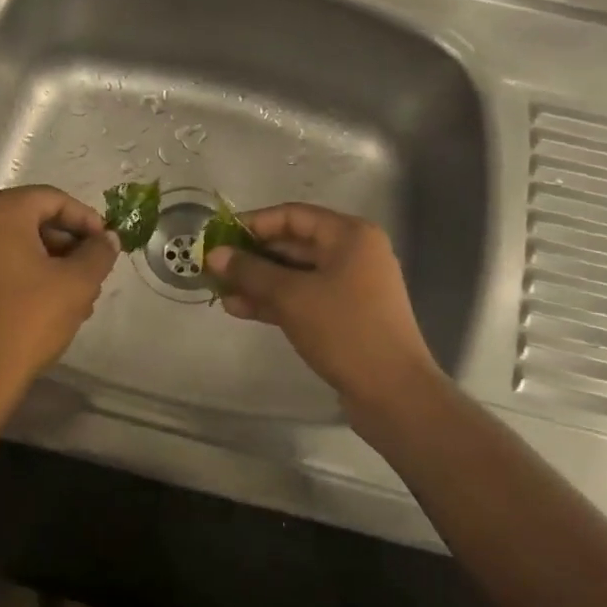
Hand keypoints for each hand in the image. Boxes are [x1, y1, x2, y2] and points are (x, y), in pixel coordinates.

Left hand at [0, 186, 118, 401]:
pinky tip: (50, 301)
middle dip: (68, 243)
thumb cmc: (28, 320)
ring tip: (78, 294)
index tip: (106, 243)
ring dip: (51, 260)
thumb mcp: (76, 284)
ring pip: (16, 242)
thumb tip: (108, 239)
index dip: (85, 218)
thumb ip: (98, 253)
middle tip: (94, 269)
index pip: (52, 199)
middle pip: (32, 218)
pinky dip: (25, 271)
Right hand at [204, 203, 442, 413]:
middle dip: (251, 257)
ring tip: (220, 292)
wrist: (392, 391)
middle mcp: (352, 253)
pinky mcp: (344, 315)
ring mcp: (350, 286)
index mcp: (349, 235)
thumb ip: (250, 271)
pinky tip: (240, 310)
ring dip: (258, 282)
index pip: (292, 215)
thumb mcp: (291, 296)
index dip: (253, 224)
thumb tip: (214, 255)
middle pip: (292, 244)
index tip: (218, 238)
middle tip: (214, 268)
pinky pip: (303, 297)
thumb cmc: (344, 330)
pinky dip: (273, 301)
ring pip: (294, 274)